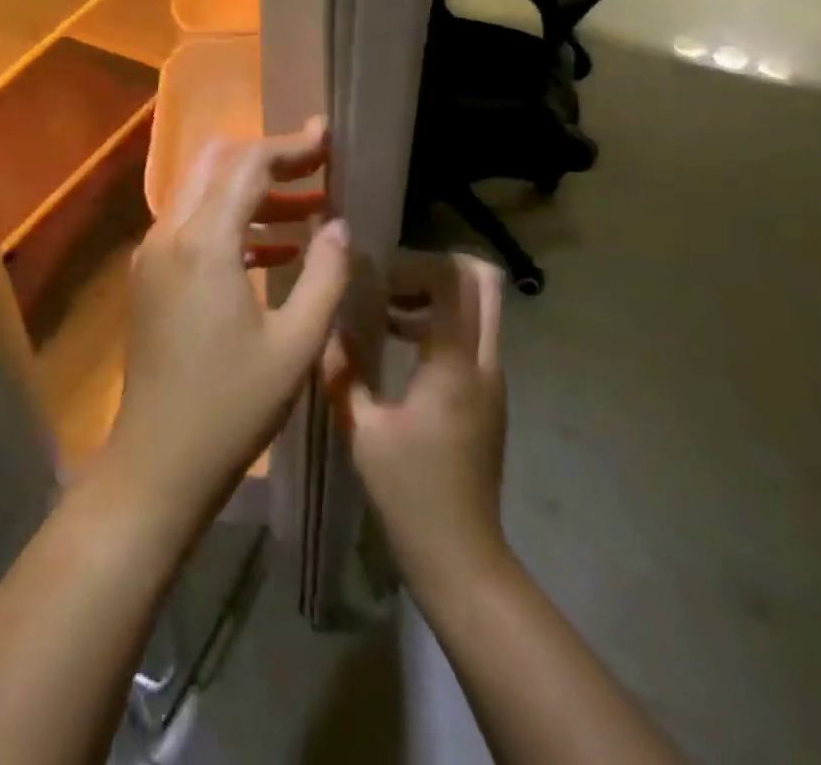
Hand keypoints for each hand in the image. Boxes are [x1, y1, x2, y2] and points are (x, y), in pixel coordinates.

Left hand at [99, 120, 350, 530]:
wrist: (158, 462)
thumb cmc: (232, 407)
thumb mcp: (296, 345)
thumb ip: (325, 276)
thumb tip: (340, 227)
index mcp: (204, 242)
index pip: (247, 164)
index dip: (291, 146)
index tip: (328, 140)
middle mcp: (169, 233)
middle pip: (217, 164)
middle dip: (268, 159)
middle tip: (318, 169)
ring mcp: (153, 254)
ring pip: (203, 193)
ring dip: (253, 192)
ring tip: (310, 209)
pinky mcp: (150, 277)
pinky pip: (192, 226)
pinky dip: (232, 222)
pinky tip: (276, 249)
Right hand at [325, 252, 510, 598]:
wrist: (461, 557)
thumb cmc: (409, 492)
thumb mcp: (362, 428)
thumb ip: (343, 368)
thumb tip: (328, 323)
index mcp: (453, 364)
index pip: (452, 279)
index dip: (413, 264)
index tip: (375, 278)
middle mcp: (483, 361)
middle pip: (482, 280)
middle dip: (434, 266)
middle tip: (390, 282)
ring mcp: (492, 377)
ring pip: (479, 304)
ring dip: (435, 294)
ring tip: (386, 312)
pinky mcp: (489, 393)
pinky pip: (472, 333)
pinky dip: (439, 320)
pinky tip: (398, 343)